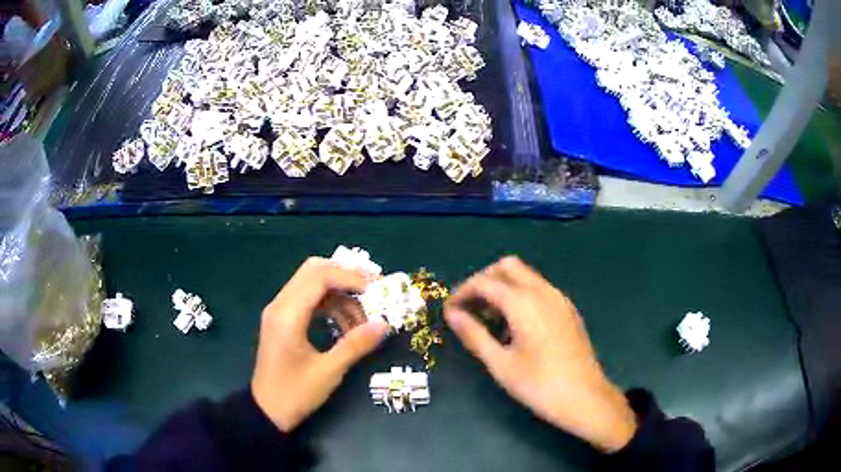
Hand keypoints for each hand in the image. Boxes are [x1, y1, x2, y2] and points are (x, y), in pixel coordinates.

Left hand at [251, 257, 388, 432]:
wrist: (266, 411)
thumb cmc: (295, 393)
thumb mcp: (329, 371)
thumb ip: (356, 345)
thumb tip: (384, 325)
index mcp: (288, 315)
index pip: (320, 277)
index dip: (351, 278)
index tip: (377, 291)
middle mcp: (280, 305)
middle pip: (314, 271)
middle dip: (346, 277)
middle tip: (373, 291)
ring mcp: (279, 311)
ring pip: (312, 284)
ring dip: (340, 294)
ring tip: (363, 320)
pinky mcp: (282, 320)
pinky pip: (308, 299)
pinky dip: (330, 305)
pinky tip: (346, 325)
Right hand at [444, 257, 636, 452]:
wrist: (585, 397)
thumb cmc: (539, 384)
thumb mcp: (500, 364)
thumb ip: (474, 335)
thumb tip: (452, 314)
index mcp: (524, 302)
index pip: (485, 282)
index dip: (462, 292)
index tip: (449, 310)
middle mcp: (543, 291)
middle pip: (507, 266)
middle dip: (484, 280)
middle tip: (470, 307)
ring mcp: (559, 299)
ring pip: (525, 276)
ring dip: (503, 287)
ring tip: (489, 319)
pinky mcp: (568, 309)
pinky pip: (539, 289)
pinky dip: (520, 295)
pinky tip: (516, 325)